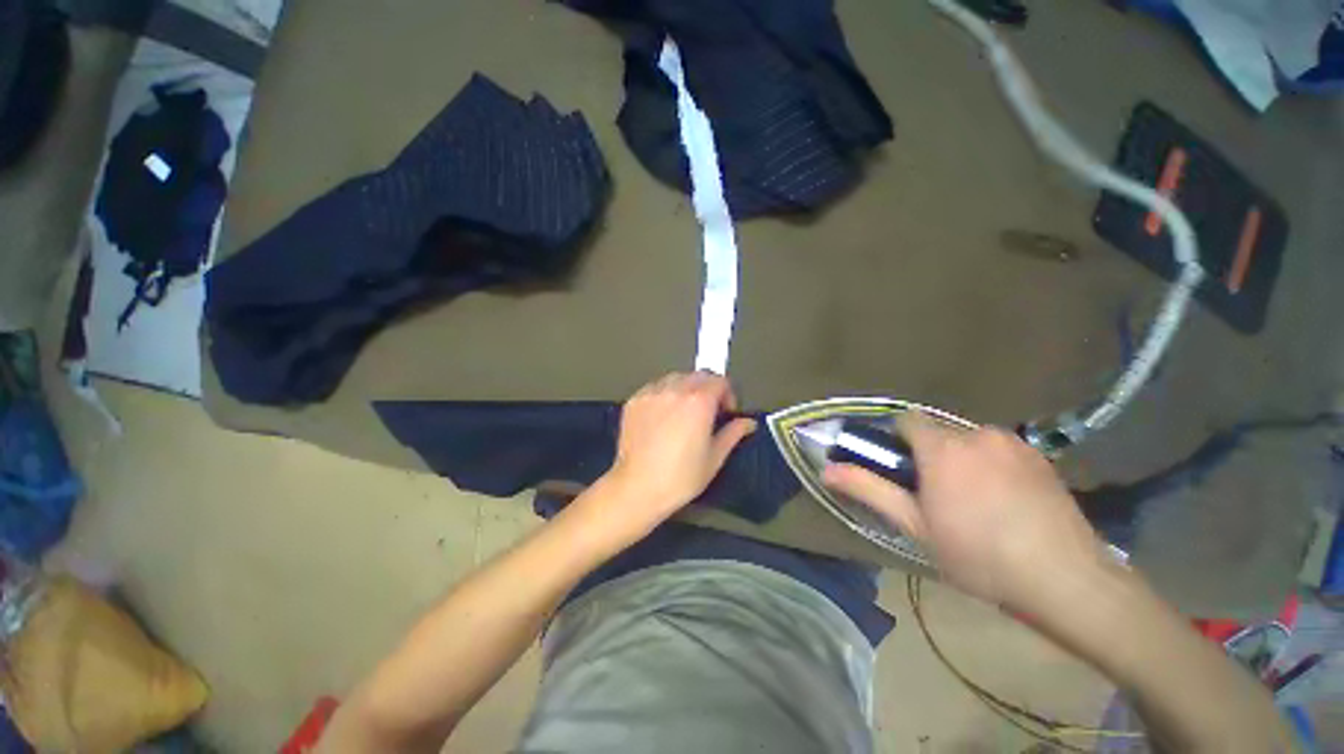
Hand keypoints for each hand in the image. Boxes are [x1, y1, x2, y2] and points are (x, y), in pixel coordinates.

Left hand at [600, 372, 756, 534]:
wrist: (638, 487)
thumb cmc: (680, 477)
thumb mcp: (714, 457)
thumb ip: (733, 433)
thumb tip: (748, 423)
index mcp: (699, 402)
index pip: (720, 381)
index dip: (728, 394)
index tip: (726, 412)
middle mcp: (675, 390)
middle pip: (699, 375)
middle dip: (709, 389)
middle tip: (708, 411)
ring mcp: (652, 393)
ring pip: (676, 378)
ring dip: (686, 388)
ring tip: (684, 412)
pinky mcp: (635, 401)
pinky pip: (655, 387)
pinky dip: (664, 394)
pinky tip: (663, 416)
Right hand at [822, 414, 1105, 610]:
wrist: (1066, 580)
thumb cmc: (978, 554)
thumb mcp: (914, 526)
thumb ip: (869, 490)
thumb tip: (827, 470)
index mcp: (943, 448)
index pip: (906, 420)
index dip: (897, 440)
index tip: (901, 470)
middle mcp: (977, 434)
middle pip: (939, 432)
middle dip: (930, 455)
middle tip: (937, 495)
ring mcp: (1014, 444)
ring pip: (970, 441)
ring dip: (962, 460)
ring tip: (975, 502)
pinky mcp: (1040, 457)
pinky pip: (1000, 450)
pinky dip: (992, 465)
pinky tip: (1006, 502)